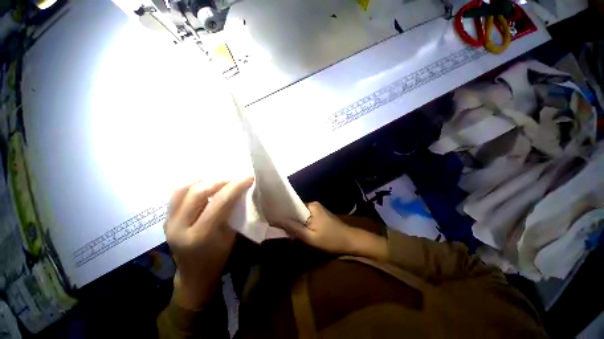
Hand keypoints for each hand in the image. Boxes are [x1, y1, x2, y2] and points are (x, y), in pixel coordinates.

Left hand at [165, 178, 253, 309]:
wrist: (194, 276)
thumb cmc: (218, 258)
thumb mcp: (230, 236)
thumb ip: (232, 212)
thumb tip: (239, 191)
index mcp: (200, 235)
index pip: (219, 202)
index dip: (236, 186)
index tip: (248, 177)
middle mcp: (179, 227)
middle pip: (198, 192)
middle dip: (220, 181)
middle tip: (234, 180)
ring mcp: (169, 223)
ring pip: (183, 190)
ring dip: (205, 182)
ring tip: (219, 183)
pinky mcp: (166, 220)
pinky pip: (177, 195)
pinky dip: (193, 187)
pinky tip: (205, 189)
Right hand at [278, 202, 388, 260]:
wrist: (351, 241)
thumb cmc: (331, 239)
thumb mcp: (311, 237)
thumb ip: (294, 229)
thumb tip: (278, 220)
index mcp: (311, 206)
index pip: (292, 205)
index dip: (283, 212)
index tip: (273, 218)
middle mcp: (314, 204)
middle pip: (296, 210)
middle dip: (288, 218)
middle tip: (278, 226)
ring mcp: (318, 209)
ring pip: (301, 214)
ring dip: (295, 221)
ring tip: (285, 228)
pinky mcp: (320, 214)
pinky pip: (307, 217)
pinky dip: (302, 223)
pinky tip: (298, 229)